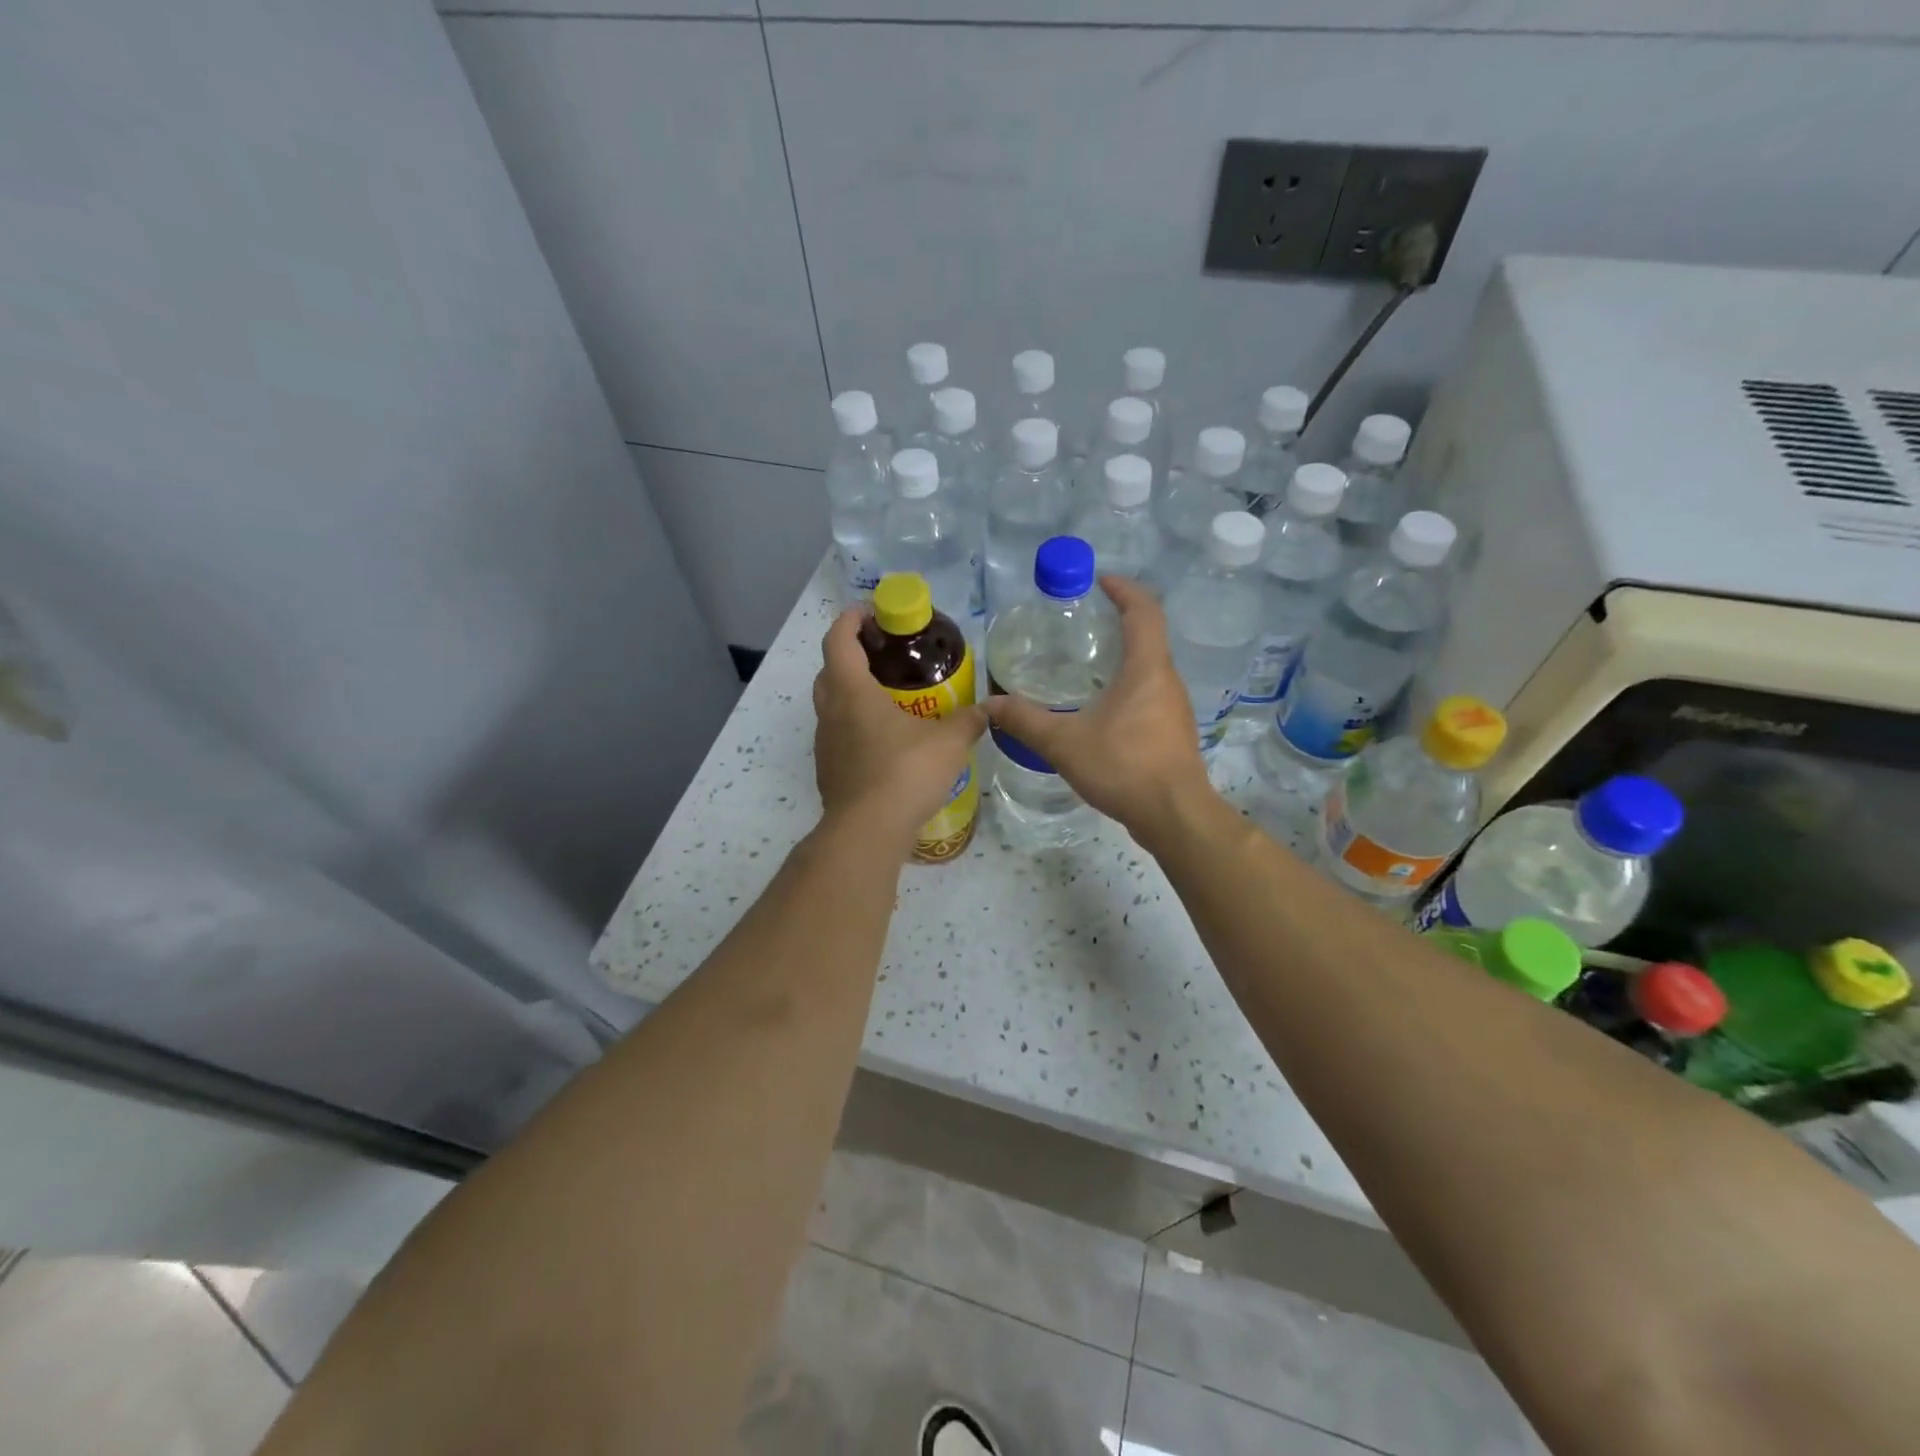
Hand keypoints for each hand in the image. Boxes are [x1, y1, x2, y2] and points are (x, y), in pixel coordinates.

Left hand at [812, 608, 985, 854]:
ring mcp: (825, 744)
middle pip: (829, 670)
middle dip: (851, 656)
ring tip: (888, 700)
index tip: (869, 613)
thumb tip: (989, 710)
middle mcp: (830, 713)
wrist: (868, 831)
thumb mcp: (948, 743)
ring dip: (851, 694)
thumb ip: (968, 722)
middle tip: (883, 657)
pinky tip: (884, 744)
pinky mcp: (828, 771)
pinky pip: (838, 737)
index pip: (838, 641)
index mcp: (852, 692)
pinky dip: (855, 728)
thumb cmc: (905, 773)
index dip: (850, 620)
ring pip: (831, 706)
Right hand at [984, 576, 1214, 842]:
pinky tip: (1101, 711)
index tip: (1099, 581)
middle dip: (1119, 623)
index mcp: (1147, 668)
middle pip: (1149, 637)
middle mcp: (1167, 681)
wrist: (1174, 815)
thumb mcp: (1064, 742)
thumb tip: (988, 705)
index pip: (1144, 610)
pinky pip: (1150, 695)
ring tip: (1087, 667)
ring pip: (1150, 669)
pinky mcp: (1173, 733)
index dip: (1124, 589)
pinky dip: (1128, 687)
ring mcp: (1174, 708)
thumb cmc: (1124, 766)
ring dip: (1124, 658)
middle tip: (1083, 626)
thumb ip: (1025, 721)